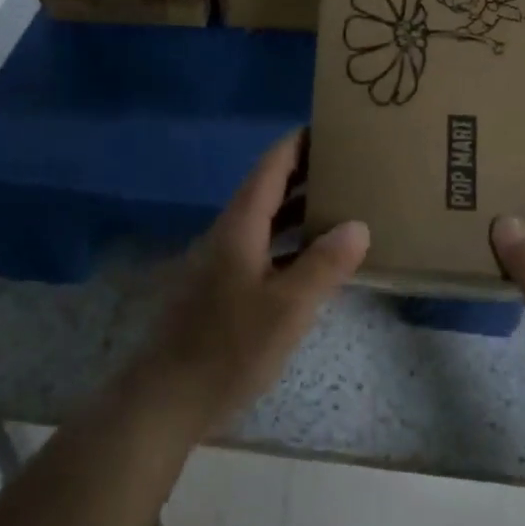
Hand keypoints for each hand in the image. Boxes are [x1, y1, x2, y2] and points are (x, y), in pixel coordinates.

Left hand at [143, 129, 368, 435]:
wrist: (167, 397)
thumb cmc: (228, 347)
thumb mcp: (287, 307)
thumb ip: (324, 264)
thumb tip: (358, 225)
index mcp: (241, 225)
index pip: (271, 167)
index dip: (298, 144)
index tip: (329, 127)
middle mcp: (230, 233)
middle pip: (270, 190)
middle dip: (306, 174)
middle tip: (349, 166)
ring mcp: (223, 262)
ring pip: (267, 222)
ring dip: (300, 210)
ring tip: (343, 204)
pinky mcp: (223, 289)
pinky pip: (264, 249)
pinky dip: (292, 244)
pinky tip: (316, 260)